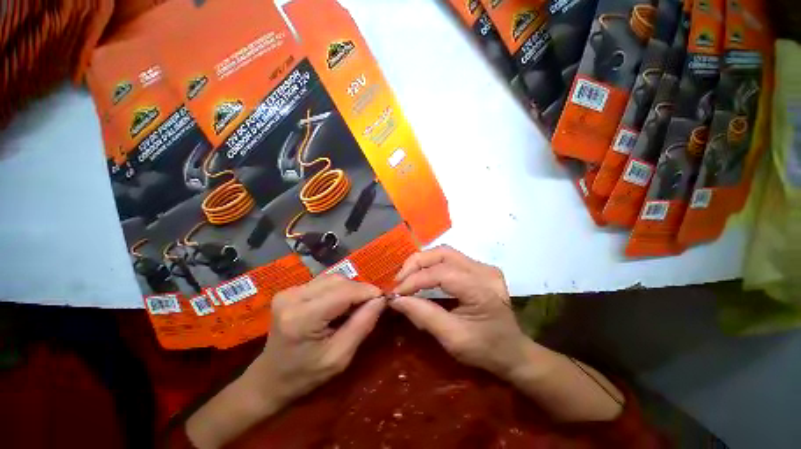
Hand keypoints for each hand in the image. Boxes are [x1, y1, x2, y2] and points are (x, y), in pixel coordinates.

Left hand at [257, 274, 385, 404]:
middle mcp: (293, 297)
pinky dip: (339, 290)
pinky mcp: (291, 290)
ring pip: (333, 278)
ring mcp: (289, 291)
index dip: (367, 292)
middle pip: (339, 281)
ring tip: (356, 306)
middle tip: (372, 304)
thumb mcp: (340, 357)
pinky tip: (341, 304)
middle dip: (360, 290)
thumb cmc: (305, 375)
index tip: (384, 298)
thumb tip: (381, 299)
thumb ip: (362, 325)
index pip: (344, 292)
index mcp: (302, 317)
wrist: (269, 378)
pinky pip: (325, 282)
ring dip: (350, 289)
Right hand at [390, 246, 531, 379]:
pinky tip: (421, 276)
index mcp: (482, 288)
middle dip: (416, 263)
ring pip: (444, 253)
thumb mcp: (452, 338)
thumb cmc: (485, 349)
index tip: (395, 293)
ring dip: (422, 262)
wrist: (512, 352)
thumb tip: (396, 300)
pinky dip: (431, 265)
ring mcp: (482, 266)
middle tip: (399, 280)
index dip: (415, 280)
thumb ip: (423, 315)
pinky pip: (449, 259)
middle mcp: (483, 270)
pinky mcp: (478, 268)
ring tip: (406, 277)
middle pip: (442, 253)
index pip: (441, 273)